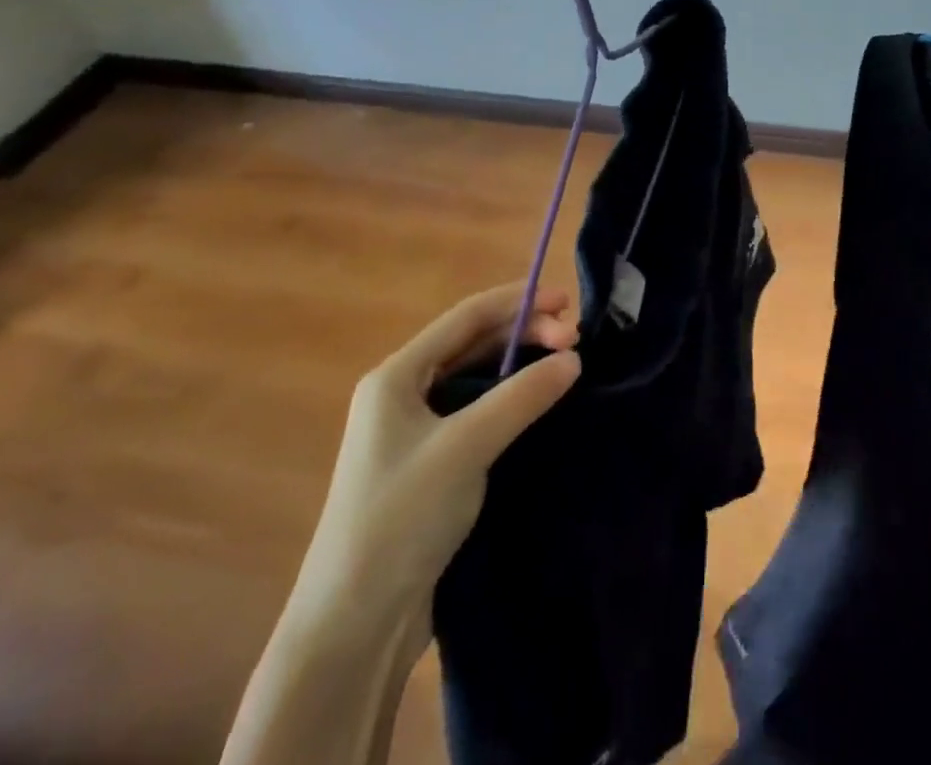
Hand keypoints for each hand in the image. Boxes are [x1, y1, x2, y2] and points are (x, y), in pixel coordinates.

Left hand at [286, 282, 580, 636]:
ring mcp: (416, 432)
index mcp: (396, 376)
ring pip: (477, 378)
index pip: (467, 318)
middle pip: (473, 344)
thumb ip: (522, 396)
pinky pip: (478, 412)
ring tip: (566, 364)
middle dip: (524, 334)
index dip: (518, 302)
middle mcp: (403, 394)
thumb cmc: (400, 518)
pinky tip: (540, 404)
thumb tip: (574, 358)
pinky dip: (511, 400)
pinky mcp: (432, 465)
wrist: (354, 627)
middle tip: (576, 341)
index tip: (566, 303)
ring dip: (520, 366)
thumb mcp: (465, 447)